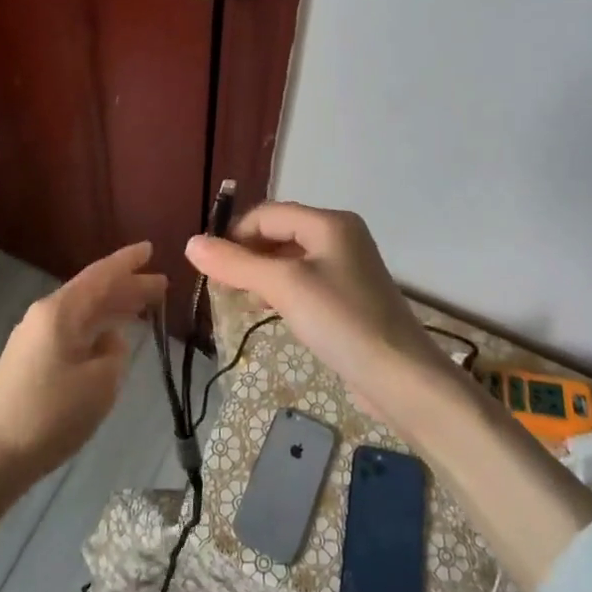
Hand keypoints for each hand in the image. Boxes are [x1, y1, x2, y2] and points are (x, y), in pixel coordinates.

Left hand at [0, 241, 166, 478]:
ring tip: (143, 309)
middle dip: (127, 288)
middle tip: (161, 285)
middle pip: (92, 292)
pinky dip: (95, 329)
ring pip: (82, 313)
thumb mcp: (100, 384)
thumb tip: (109, 341)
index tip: (151, 248)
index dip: (128, 262)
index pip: (101, 275)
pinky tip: (110, 340)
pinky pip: (71, 331)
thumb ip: (114, 353)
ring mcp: (33, 338)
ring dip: (112, 310)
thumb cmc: (50, 414)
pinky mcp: (28, 361)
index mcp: (61, 311)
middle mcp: (44, 315)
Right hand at [190, 205, 591, 590]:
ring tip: (240, 300)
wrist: (401, 378)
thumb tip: (191, 243)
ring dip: (262, 274)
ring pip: (290, 258)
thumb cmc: (342, 321)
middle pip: (279, 232)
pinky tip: (270, 312)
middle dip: (247, 255)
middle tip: (222, 287)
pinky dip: (281, 290)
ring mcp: (347, 268)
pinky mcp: (349, 298)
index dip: (235, 235)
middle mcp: (340, 236)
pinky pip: (305, 281)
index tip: (211, 269)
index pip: (267, 213)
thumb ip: (237, 264)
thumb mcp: (284, 287)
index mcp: (329, 222)